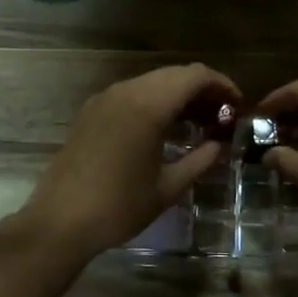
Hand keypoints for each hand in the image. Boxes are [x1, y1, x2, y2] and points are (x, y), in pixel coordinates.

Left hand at [16, 64, 239, 260]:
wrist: (60, 221)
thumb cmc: (119, 207)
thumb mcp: (168, 187)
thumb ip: (200, 160)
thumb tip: (218, 145)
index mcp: (148, 105)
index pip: (195, 76)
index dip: (222, 85)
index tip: (238, 106)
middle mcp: (126, 92)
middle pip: (174, 74)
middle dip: (202, 90)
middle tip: (221, 117)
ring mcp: (104, 99)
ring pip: (152, 82)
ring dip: (178, 96)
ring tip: (197, 124)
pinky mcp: (91, 111)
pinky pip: (131, 94)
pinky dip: (154, 102)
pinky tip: (164, 129)